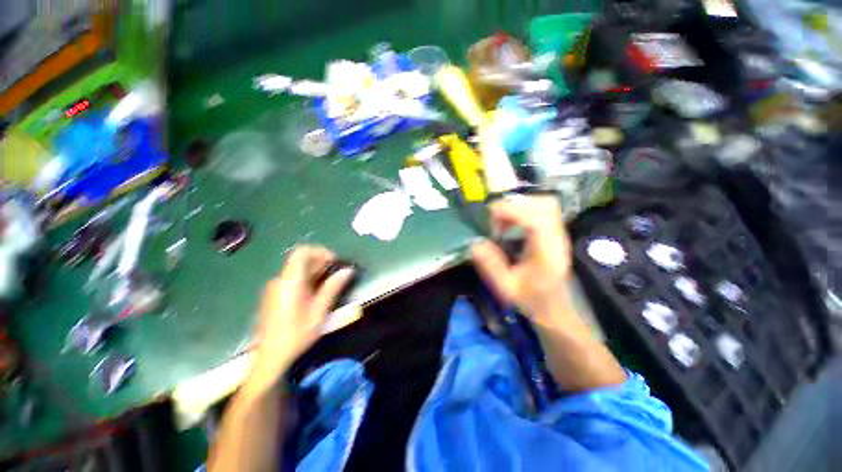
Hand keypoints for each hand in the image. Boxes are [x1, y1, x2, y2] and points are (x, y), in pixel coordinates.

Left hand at [251, 246, 353, 384]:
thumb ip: (332, 287)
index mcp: (289, 282)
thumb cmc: (296, 334)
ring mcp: (275, 287)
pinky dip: (307, 279)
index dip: (319, 251)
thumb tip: (347, 271)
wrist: (270, 357)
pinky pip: (292, 279)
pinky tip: (316, 292)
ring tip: (330, 283)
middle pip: (300, 260)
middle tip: (336, 273)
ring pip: (297, 270)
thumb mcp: (319, 311)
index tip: (334, 261)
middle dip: (321, 262)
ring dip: (315, 271)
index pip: (301, 252)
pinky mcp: (274, 295)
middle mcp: (280, 280)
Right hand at [471, 196, 572, 323]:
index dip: (512, 211)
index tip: (490, 214)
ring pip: (545, 204)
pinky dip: (523, 211)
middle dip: (516, 205)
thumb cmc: (531, 299)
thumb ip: (491, 266)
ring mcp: (558, 233)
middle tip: (496, 219)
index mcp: (547, 253)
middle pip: (545, 204)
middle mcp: (557, 239)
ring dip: (520, 206)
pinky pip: (541, 210)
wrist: (555, 308)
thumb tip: (475, 243)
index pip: (536, 221)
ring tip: (502, 221)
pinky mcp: (554, 232)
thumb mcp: (506, 287)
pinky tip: (511, 224)